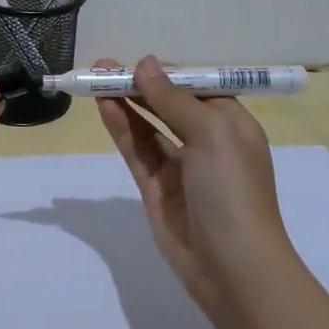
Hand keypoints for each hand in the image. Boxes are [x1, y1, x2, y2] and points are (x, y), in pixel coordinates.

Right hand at [94, 56, 292, 328]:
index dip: (167, 73)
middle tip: (102, 67)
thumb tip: (146, 64)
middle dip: (139, 84)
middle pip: (168, 104)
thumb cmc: (232, 191)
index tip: (136, 62)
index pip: (196, 87)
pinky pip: (137, 150)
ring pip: (148, 126)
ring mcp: (180, 166)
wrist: (232, 266)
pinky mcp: (156, 188)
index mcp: (232, 124)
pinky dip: (121, 128)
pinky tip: (105, 107)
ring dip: (126, 102)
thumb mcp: (211, 134)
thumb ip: (173, 99)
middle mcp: (207, 141)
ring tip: (95, 79)